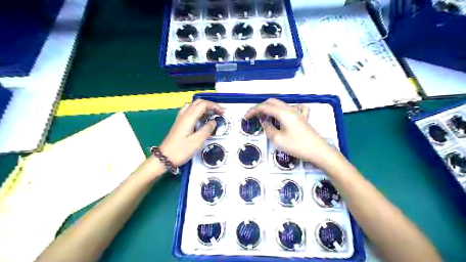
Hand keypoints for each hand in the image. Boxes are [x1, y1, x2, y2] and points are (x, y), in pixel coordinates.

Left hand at [158, 99, 223, 166]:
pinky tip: (201, 118)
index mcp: (189, 118)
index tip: (222, 113)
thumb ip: (206, 130)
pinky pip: (189, 111)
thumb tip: (214, 122)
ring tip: (211, 114)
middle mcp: (184, 115)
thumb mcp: (196, 142)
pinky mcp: (179, 123)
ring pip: (193, 106)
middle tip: (218, 112)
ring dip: (203, 107)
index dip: (214, 106)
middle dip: (210, 105)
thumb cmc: (180, 150)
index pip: (203, 105)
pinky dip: (198, 111)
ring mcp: (180, 119)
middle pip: (198, 102)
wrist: (164, 158)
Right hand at [244, 98, 338, 167]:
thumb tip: (265, 122)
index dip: (254, 110)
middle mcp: (290, 109)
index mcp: (283, 113)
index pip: (265, 107)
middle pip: (273, 102)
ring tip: (264, 116)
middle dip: (261, 107)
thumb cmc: (297, 145)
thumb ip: (268, 129)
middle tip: (253, 116)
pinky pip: (294, 108)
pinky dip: (285, 109)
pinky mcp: (303, 118)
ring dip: (271, 108)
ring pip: (281, 105)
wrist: (318, 151)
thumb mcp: (278, 140)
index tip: (246, 117)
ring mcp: (298, 113)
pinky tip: (286, 113)